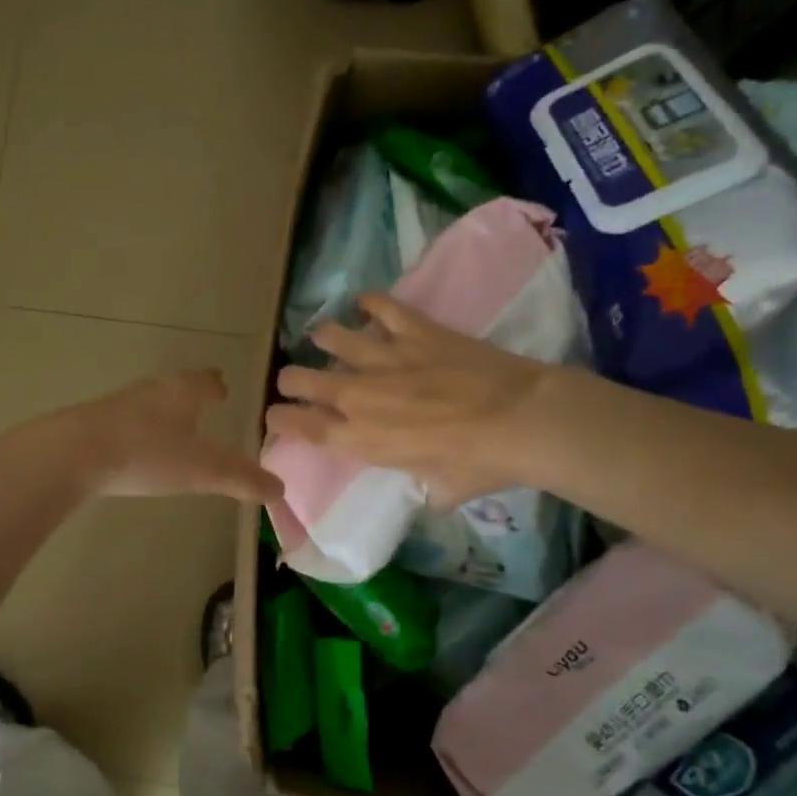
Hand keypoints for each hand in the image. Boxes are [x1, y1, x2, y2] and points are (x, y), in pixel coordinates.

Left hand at [63, 369, 281, 501]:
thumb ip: (241, 479)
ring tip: (172, 426)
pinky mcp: (94, 422)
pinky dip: (138, 428)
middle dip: (190, 395)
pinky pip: (126, 419)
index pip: (205, 381)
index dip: (216, 385)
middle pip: (176, 386)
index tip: (223, 388)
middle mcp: (152, 390)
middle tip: (202, 405)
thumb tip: (280, 489)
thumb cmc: (148, 454)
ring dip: (162, 410)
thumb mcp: (202, 471)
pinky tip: (135, 446)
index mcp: (182, 392)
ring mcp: (120, 403)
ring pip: (149, 401)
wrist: (75, 453)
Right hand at [266, 293, 568, 506]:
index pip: (302, 427)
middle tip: (294, 378)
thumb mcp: (443, 489)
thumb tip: (433, 492)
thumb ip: (427, 489)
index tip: (275, 415)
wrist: (521, 420)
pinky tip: (363, 302)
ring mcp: (385, 358)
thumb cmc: (480, 464)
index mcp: (361, 439)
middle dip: (291, 379)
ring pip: (333, 338)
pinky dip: (369, 303)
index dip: (281, 420)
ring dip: (324, 338)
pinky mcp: (415, 330)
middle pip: (304, 379)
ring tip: (324, 338)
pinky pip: (381, 307)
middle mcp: (360, 396)